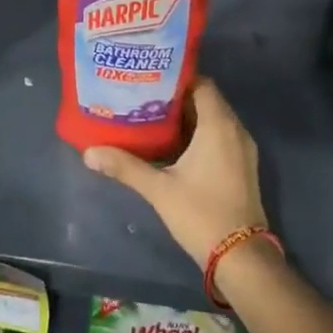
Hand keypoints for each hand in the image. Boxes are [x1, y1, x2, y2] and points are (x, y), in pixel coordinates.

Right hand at [82, 76, 265, 267]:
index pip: (201, 83)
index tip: (150, 77)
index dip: (177, 77)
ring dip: (188, 116)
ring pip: (214, 119)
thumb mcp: (159, 189)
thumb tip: (89, 152)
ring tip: (153, 116)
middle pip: (207, 99)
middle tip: (145, 95)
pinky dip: (200, 133)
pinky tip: (174, 144)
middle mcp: (235, 129)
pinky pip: (221, 136)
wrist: (241, 256)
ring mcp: (243, 148)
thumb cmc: (201, 214)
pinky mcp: (243, 165)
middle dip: (177, 96)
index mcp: (219, 125)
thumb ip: (126, 167)